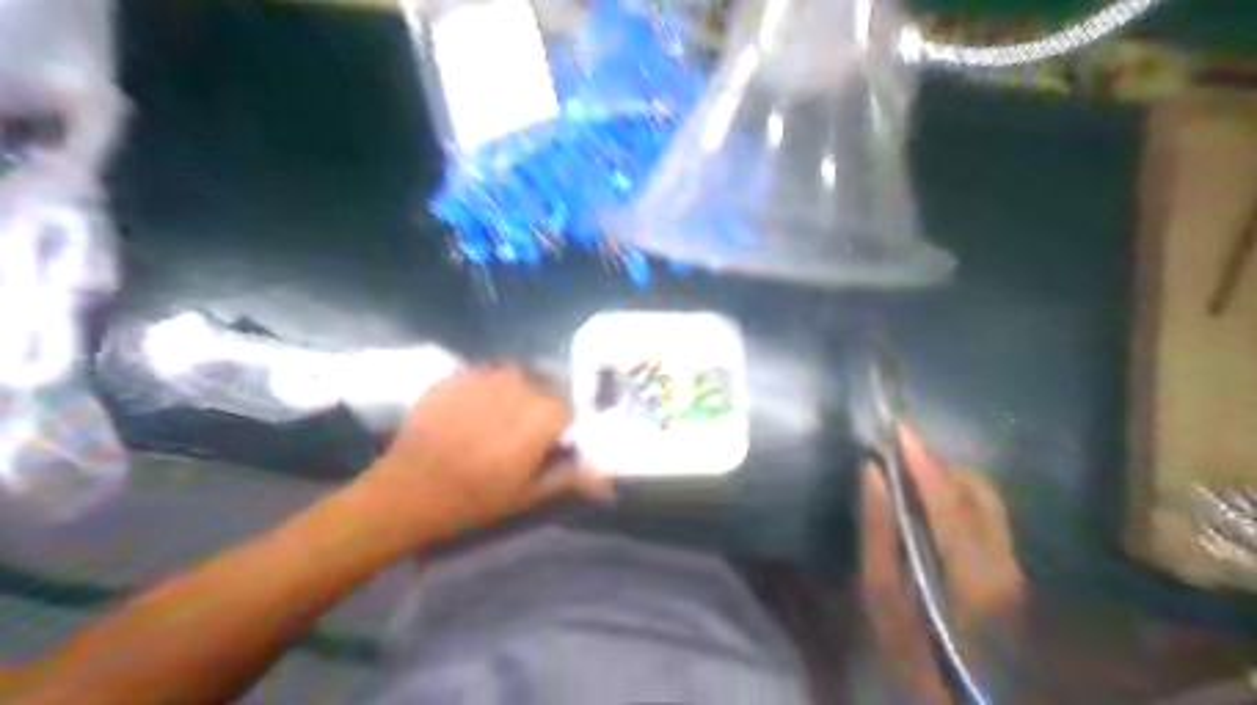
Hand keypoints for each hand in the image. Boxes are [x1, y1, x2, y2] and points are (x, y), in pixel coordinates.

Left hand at [349, 366, 611, 540]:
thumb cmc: (472, 499)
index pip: (568, 405)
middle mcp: (516, 387)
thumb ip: (568, 477)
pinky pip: (485, 372)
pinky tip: (476, 408)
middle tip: (527, 429)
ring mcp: (483, 376)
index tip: (554, 439)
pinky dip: (489, 386)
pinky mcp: (456, 375)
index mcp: (538, 417)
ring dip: (517, 389)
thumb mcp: (526, 495)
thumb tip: (607, 481)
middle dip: (542, 402)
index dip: (564, 422)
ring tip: (502, 415)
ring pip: (515, 373)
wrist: (406, 491)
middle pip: (544, 383)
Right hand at [861, 428, 1024, 701]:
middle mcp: (1003, 563)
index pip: (947, 501)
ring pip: (985, 500)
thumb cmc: (912, 651)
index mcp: (970, 574)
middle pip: (977, 491)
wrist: (966, 695)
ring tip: (908, 474)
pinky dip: (957, 497)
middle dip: (937, 464)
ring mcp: (1013, 566)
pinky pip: (986, 515)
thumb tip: (872, 474)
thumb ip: (878, 532)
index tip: (897, 428)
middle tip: (897, 453)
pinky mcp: (1010, 568)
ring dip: (947, 477)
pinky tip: (928, 503)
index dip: (922, 462)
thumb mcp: (880, 597)